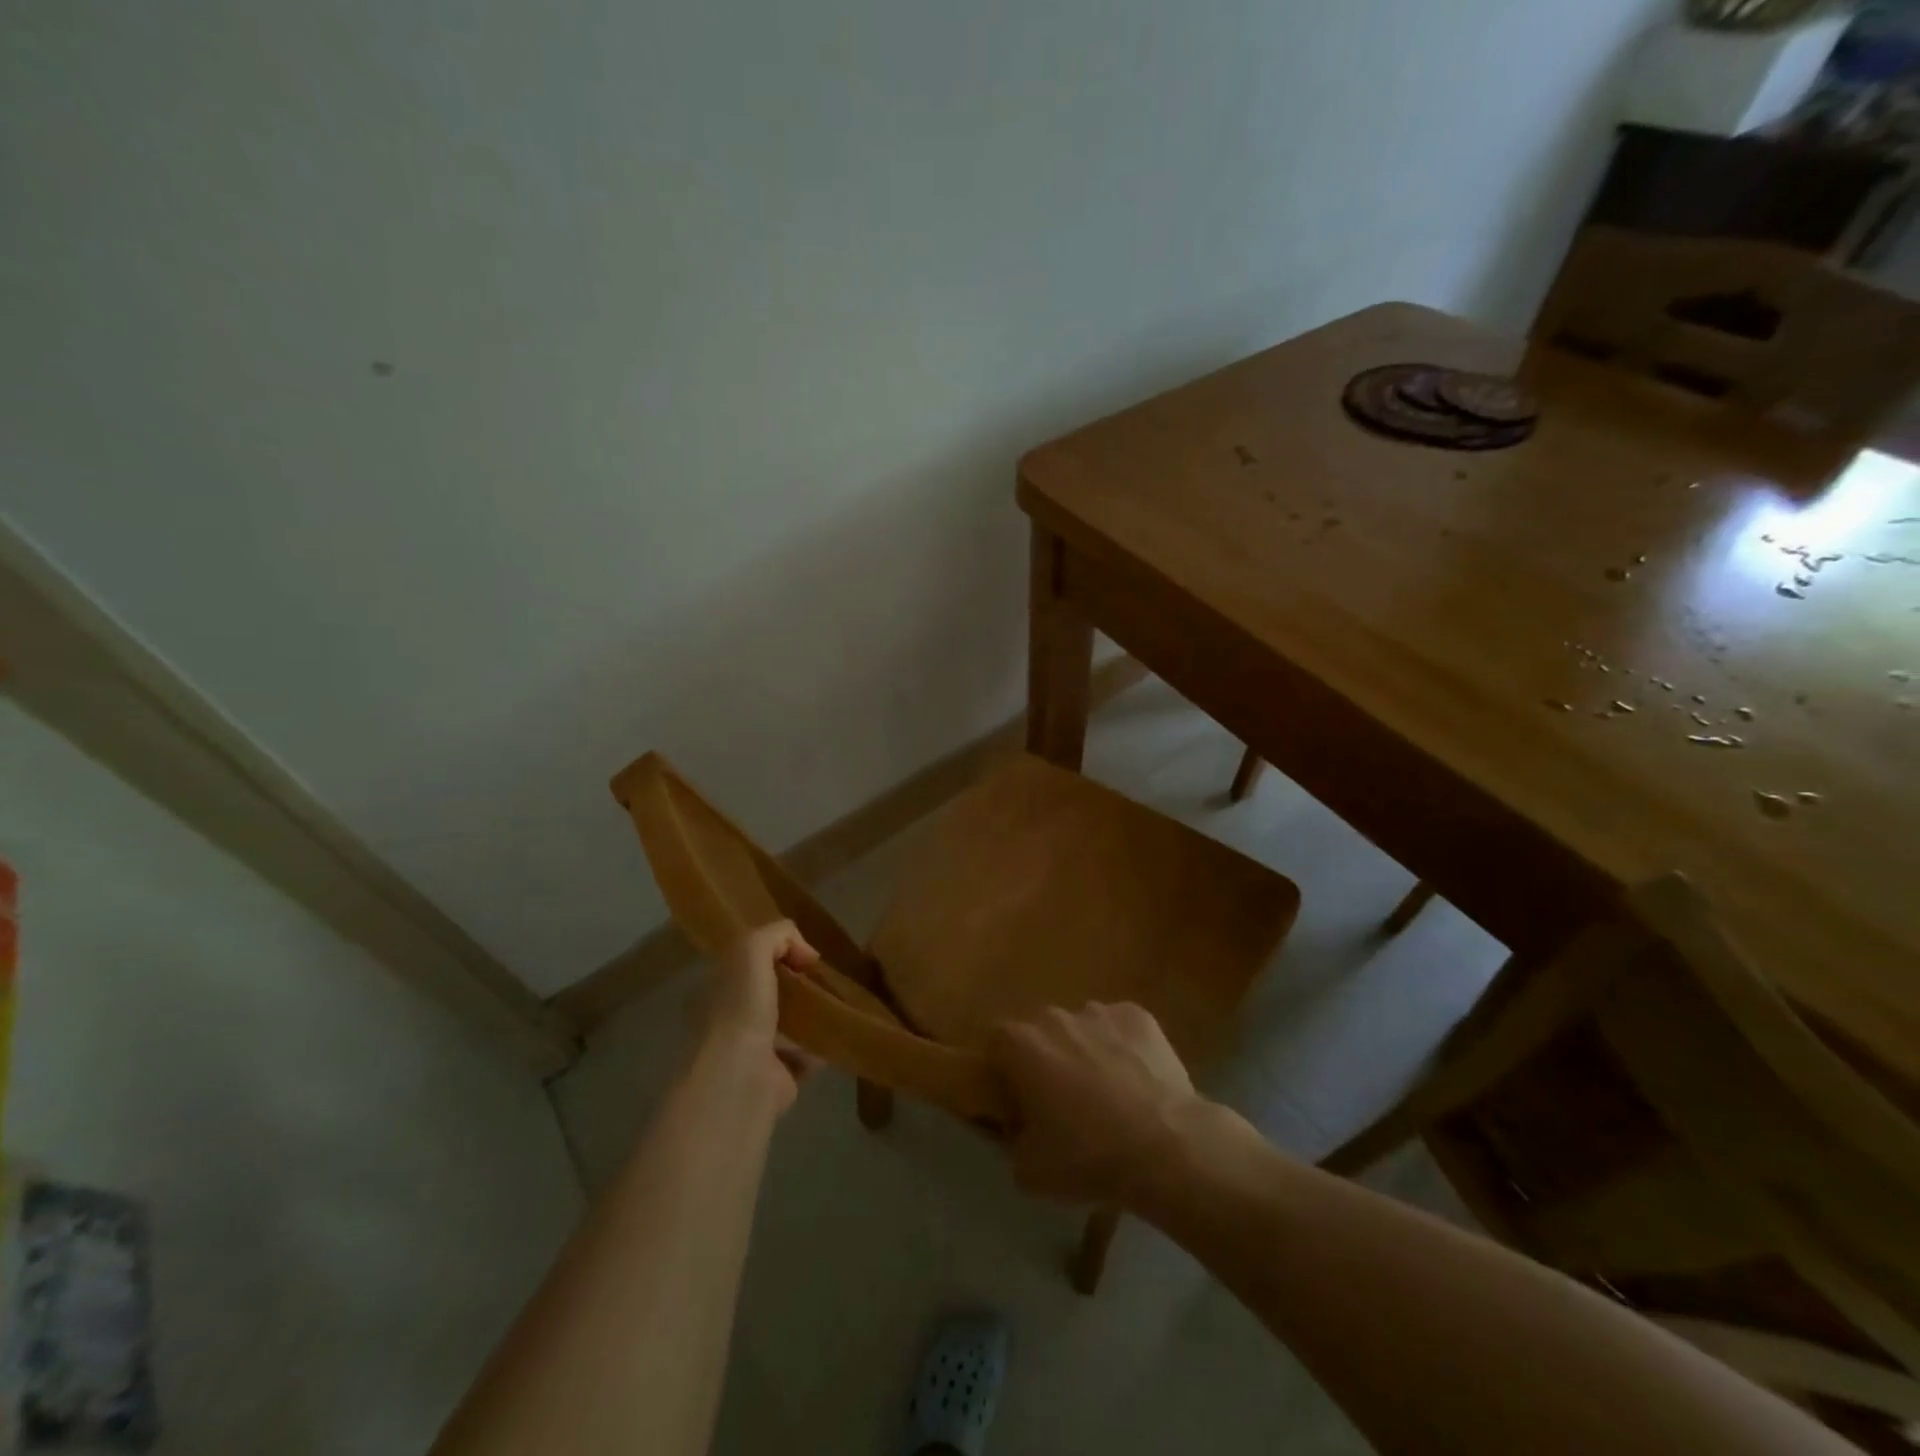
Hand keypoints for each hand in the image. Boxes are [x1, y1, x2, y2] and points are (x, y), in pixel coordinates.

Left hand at [705, 921, 818, 1110]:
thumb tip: (805, 952)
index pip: (745, 963)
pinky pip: (804, 1055)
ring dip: (810, 1015)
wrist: (742, 1077)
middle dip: (795, 983)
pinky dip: (821, 1046)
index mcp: (717, 989)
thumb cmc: (740, 1008)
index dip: (774, 952)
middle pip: (769, 992)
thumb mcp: (751, 949)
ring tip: (836, 1002)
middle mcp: (730, 1020)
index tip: (803, 954)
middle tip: (822, 977)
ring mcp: (753, 1051)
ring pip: (786, 1024)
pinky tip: (837, 1032)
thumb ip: (776, 934)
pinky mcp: (777, 1078)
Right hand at [988, 1002, 1202, 1208]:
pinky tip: (1137, 1082)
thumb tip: (1016, 1130)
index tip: (1017, 1099)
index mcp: (1020, 1044)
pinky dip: (1123, 1048)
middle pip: (1040, 1032)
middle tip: (1062, 1100)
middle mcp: (1054, 1016)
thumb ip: (1010, 1141)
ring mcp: (1099, 1011)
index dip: (1004, 1070)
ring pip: (1082, 1028)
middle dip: (1046, 1058)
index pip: (996, 1043)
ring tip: (1107, 1094)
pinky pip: (1120, 1029)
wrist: (1166, 1147)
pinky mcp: (1138, 1016)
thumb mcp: (1028, 1171)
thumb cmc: (1087, 1157)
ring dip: (1085, 1051)